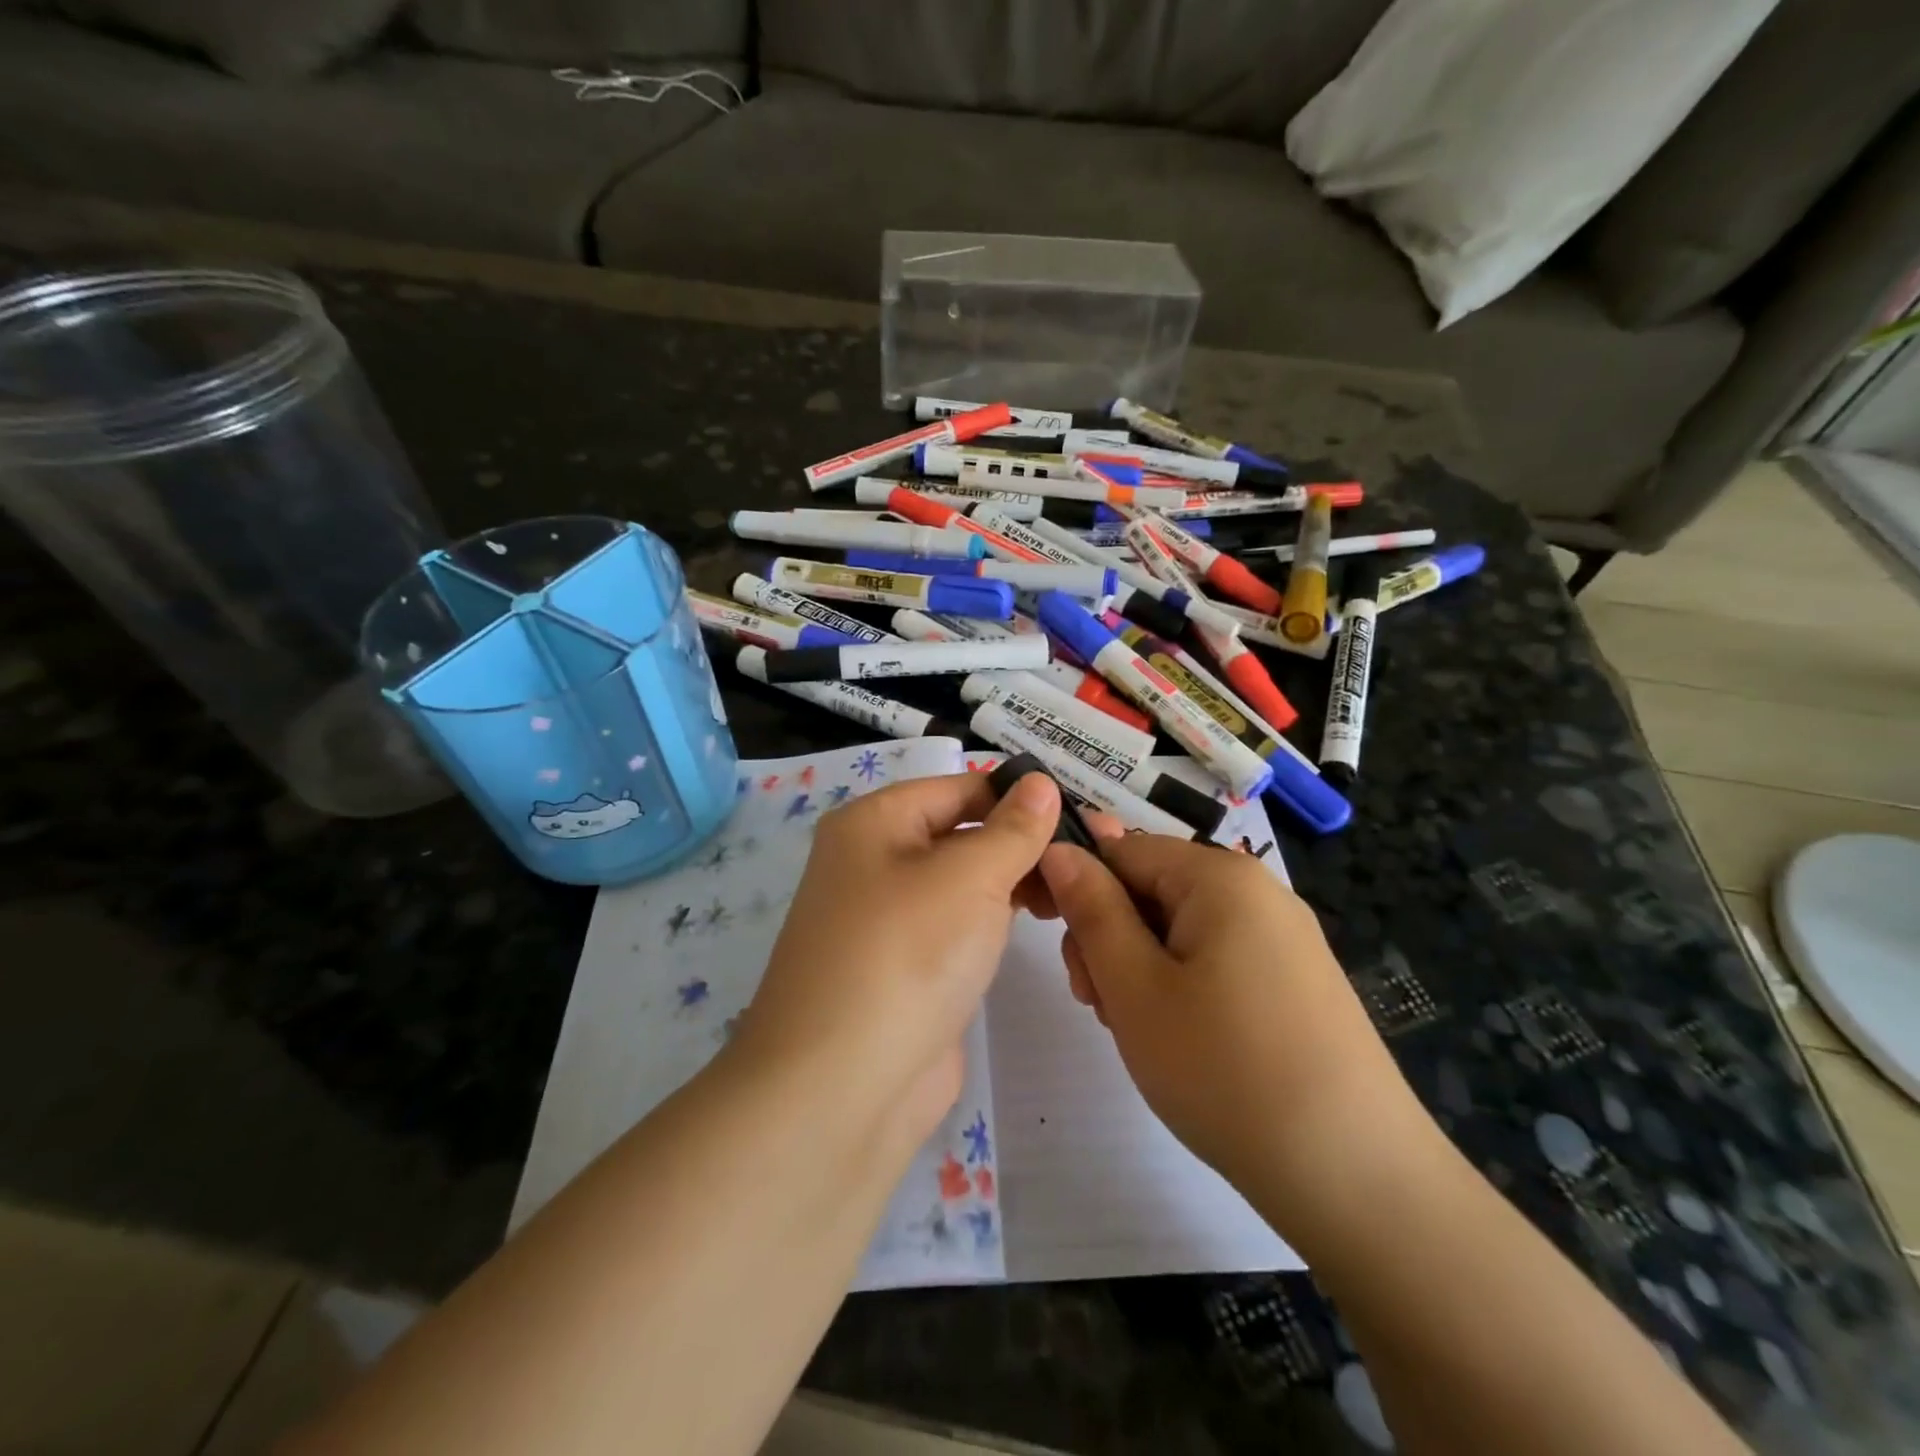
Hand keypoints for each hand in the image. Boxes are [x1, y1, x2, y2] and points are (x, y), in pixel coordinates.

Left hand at [734, 771, 1060, 1154]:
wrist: (841, 1089)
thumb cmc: (905, 956)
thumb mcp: (969, 877)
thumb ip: (1012, 829)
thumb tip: (1042, 783)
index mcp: (875, 822)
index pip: (960, 787)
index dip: (1020, 796)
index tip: (1083, 814)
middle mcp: (875, 861)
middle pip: (962, 833)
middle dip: (1022, 842)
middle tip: (1090, 859)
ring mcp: (888, 919)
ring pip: (963, 882)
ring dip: (1015, 882)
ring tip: (1074, 892)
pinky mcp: (906, 966)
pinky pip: (958, 925)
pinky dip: (996, 920)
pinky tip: (1040, 924)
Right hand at [1036, 832, 1434, 1244]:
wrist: (1357, 1178)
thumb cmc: (1225, 1071)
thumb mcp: (1134, 987)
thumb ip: (1091, 909)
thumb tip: (1059, 849)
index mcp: (1219, 876)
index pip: (1121, 850)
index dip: (1078, 890)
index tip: (1058, 948)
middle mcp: (1258, 890)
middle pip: (1152, 888)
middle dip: (1111, 937)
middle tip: (1100, 1005)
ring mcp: (1284, 937)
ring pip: (1180, 928)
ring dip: (1141, 968)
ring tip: (1140, 1032)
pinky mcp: (1297, 980)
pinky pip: (1217, 958)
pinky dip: (1183, 987)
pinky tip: (1183, 1041)